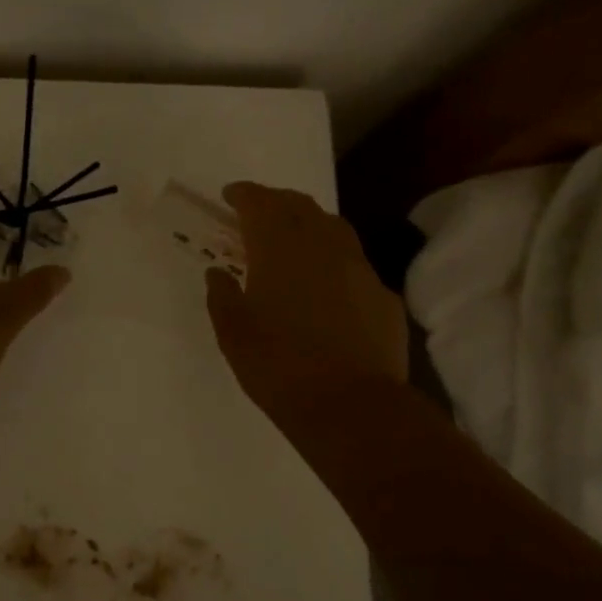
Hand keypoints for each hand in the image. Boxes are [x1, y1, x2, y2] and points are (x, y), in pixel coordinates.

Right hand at [205, 183, 407, 420]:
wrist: (350, 406)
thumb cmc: (278, 366)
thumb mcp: (233, 333)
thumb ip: (222, 296)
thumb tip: (217, 273)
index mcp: (280, 249)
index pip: (260, 203)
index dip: (244, 194)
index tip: (231, 195)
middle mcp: (323, 246)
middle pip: (301, 206)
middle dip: (277, 202)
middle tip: (260, 211)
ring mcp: (360, 269)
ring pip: (334, 228)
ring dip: (311, 224)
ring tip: (296, 239)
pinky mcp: (384, 296)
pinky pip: (355, 265)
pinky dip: (336, 262)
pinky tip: (329, 285)